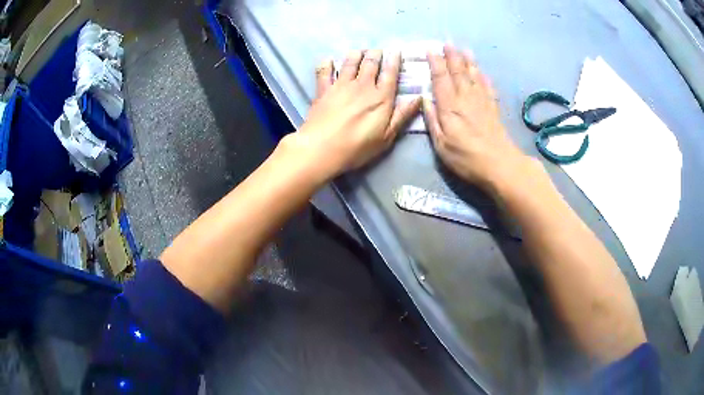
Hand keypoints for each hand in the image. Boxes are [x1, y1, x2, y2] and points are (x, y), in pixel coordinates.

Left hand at [290, 49, 420, 174]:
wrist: (322, 148)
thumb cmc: (357, 147)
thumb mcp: (386, 136)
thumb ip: (402, 116)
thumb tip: (419, 98)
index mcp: (381, 97)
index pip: (390, 74)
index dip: (394, 61)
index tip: (396, 51)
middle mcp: (362, 86)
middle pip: (370, 64)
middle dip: (376, 54)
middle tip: (378, 49)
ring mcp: (341, 85)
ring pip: (349, 63)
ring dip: (356, 54)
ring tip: (359, 51)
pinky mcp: (323, 90)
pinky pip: (324, 72)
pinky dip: (326, 64)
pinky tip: (328, 59)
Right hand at [424, 45, 529, 191]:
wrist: (499, 165)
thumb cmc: (466, 158)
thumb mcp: (441, 145)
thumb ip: (432, 120)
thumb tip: (424, 99)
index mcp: (450, 107)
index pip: (441, 79)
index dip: (435, 63)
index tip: (430, 50)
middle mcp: (466, 99)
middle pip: (458, 72)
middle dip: (452, 56)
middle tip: (447, 43)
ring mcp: (482, 102)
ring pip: (474, 76)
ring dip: (468, 62)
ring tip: (464, 50)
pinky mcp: (493, 109)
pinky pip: (488, 87)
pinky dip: (484, 77)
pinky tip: (482, 72)